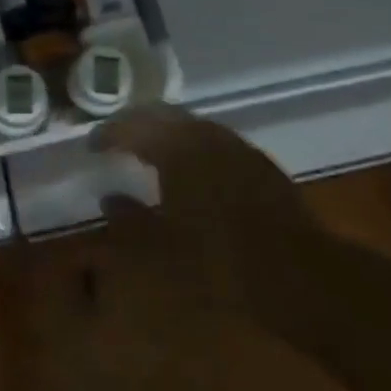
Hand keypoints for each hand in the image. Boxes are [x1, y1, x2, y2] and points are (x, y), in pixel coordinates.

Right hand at [92, 106, 326, 333]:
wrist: (298, 274)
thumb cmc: (220, 260)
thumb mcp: (162, 246)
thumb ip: (130, 217)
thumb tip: (109, 199)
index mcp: (175, 146)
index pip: (131, 127)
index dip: (108, 134)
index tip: (92, 145)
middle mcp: (204, 134)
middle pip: (161, 116)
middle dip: (136, 124)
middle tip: (117, 138)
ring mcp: (235, 145)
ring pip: (190, 126)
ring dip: (166, 133)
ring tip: (150, 150)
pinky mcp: (258, 162)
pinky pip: (213, 141)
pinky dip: (192, 146)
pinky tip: (192, 169)